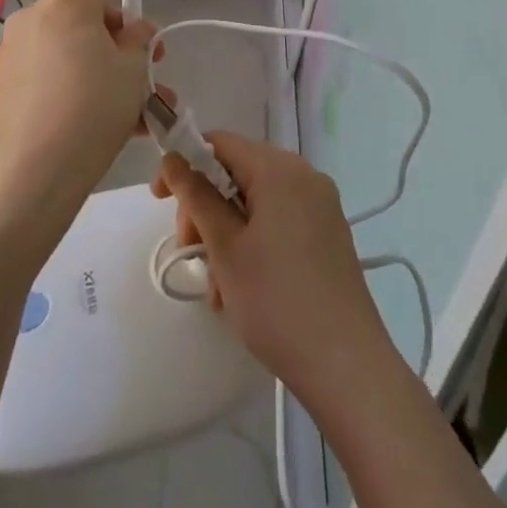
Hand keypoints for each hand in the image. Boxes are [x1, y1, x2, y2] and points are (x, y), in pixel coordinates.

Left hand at [0, 0, 158, 233]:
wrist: (28, 180)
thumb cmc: (91, 112)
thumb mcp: (133, 71)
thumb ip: (138, 40)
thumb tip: (130, 32)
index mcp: (69, 3)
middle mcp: (36, 17)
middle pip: (90, 10)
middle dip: (122, 34)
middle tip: (151, 67)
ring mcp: (15, 51)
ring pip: (74, 46)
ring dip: (105, 65)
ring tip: (138, 107)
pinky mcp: (4, 84)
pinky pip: (53, 71)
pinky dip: (79, 83)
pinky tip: (103, 121)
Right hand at [151, 131, 392, 410]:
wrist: (346, 364)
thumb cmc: (276, 302)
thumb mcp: (225, 249)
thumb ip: (196, 197)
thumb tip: (174, 159)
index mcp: (279, 169)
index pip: (220, 143)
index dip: (185, 164)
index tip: (160, 200)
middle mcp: (304, 174)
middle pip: (239, 171)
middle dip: (206, 207)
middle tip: (190, 251)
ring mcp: (321, 203)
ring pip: (257, 201)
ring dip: (227, 232)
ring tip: (217, 286)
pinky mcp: (329, 231)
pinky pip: (280, 219)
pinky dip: (254, 241)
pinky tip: (243, 286)